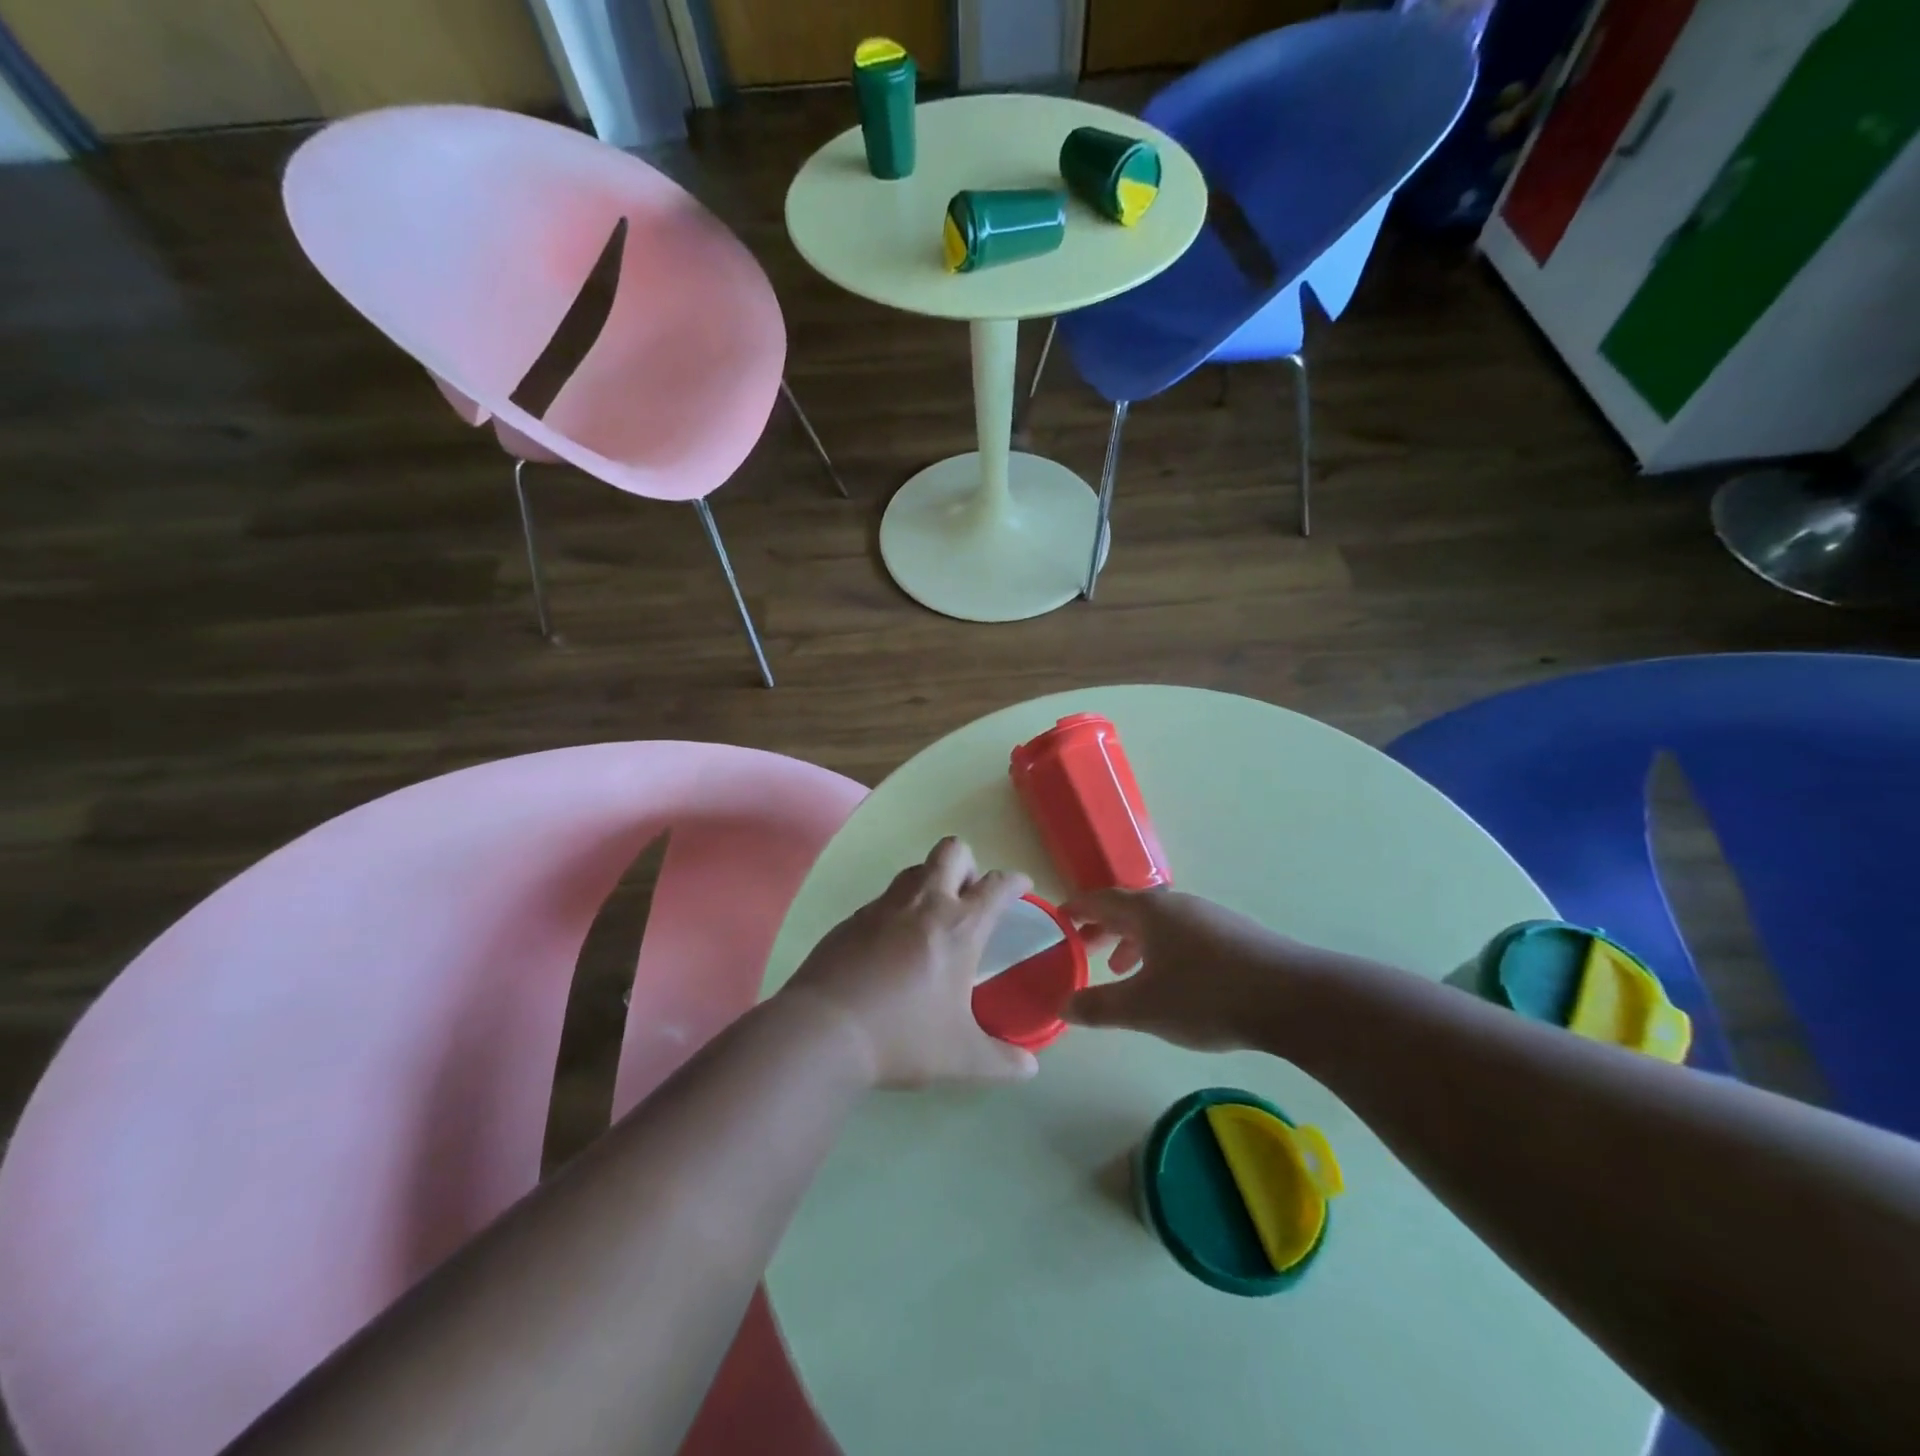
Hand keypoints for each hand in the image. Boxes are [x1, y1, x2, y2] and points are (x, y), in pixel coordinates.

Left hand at [782, 838, 1038, 1088]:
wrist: (824, 1030)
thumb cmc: (902, 1037)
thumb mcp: (961, 1058)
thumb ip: (1002, 1062)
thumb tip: (1030, 1070)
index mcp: (959, 927)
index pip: (996, 885)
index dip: (1014, 881)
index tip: (1021, 887)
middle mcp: (923, 903)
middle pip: (953, 851)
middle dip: (968, 865)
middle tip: (969, 899)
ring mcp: (883, 906)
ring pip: (915, 869)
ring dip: (930, 882)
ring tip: (931, 921)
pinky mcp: (852, 919)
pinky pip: (883, 899)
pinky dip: (897, 910)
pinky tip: (891, 947)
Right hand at [1064, 888, 1307, 1051]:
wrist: (1292, 997)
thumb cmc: (1206, 996)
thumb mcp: (1143, 1008)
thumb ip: (1099, 1006)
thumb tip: (1062, 1005)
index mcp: (1148, 910)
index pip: (1100, 900)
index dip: (1076, 910)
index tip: (1057, 920)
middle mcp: (1176, 903)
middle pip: (1128, 908)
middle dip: (1103, 928)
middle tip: (1084, 950)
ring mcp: (1208, 916)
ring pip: (1158, 922)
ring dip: (1134, 941)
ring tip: (1125, 970)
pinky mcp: (1233, 934)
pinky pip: (1183, 933)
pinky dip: (1162, 948)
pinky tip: (1173, 980)